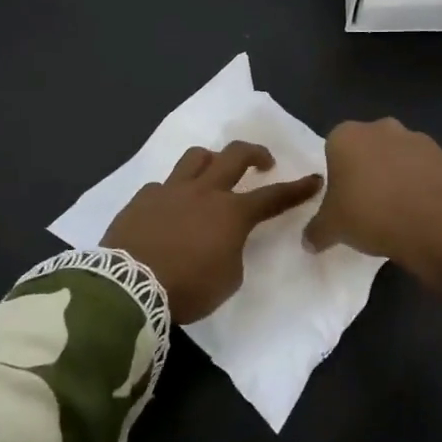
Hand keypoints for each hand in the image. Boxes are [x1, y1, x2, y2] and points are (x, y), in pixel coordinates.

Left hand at [103, 142, 322, 324]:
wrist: (128, 287)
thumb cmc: (187, 288)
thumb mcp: (228, 279)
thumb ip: (233, 252)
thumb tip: (225, 241)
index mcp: (231, 213)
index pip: (273, 196)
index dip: (297, 189)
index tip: (314, 179)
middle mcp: (204, 192)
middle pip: (236, 156)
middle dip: (255, 153)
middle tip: (263, 161)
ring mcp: (170, 190)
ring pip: (196, 157)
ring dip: (212, 160)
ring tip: (214, 172)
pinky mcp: (142, 198)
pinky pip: (163, 185)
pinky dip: (173, 192)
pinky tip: (169, 208)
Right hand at [302, 118, 441, 295]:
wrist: (435, 225)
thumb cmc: (371, 216)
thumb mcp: (332, 229)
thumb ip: (316, 231)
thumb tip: (308, 240)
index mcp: (346, 136)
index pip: (333, 149)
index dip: (338, 175)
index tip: (343, 199)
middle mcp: (381, 128)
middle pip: (367, 148)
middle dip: (367, 170)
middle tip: (368, 204)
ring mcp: (417, 139)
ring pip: (398, 157)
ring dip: (396, 175)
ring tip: (397, 210)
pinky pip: (425, 169)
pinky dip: (421, 184)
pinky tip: (420, 210)